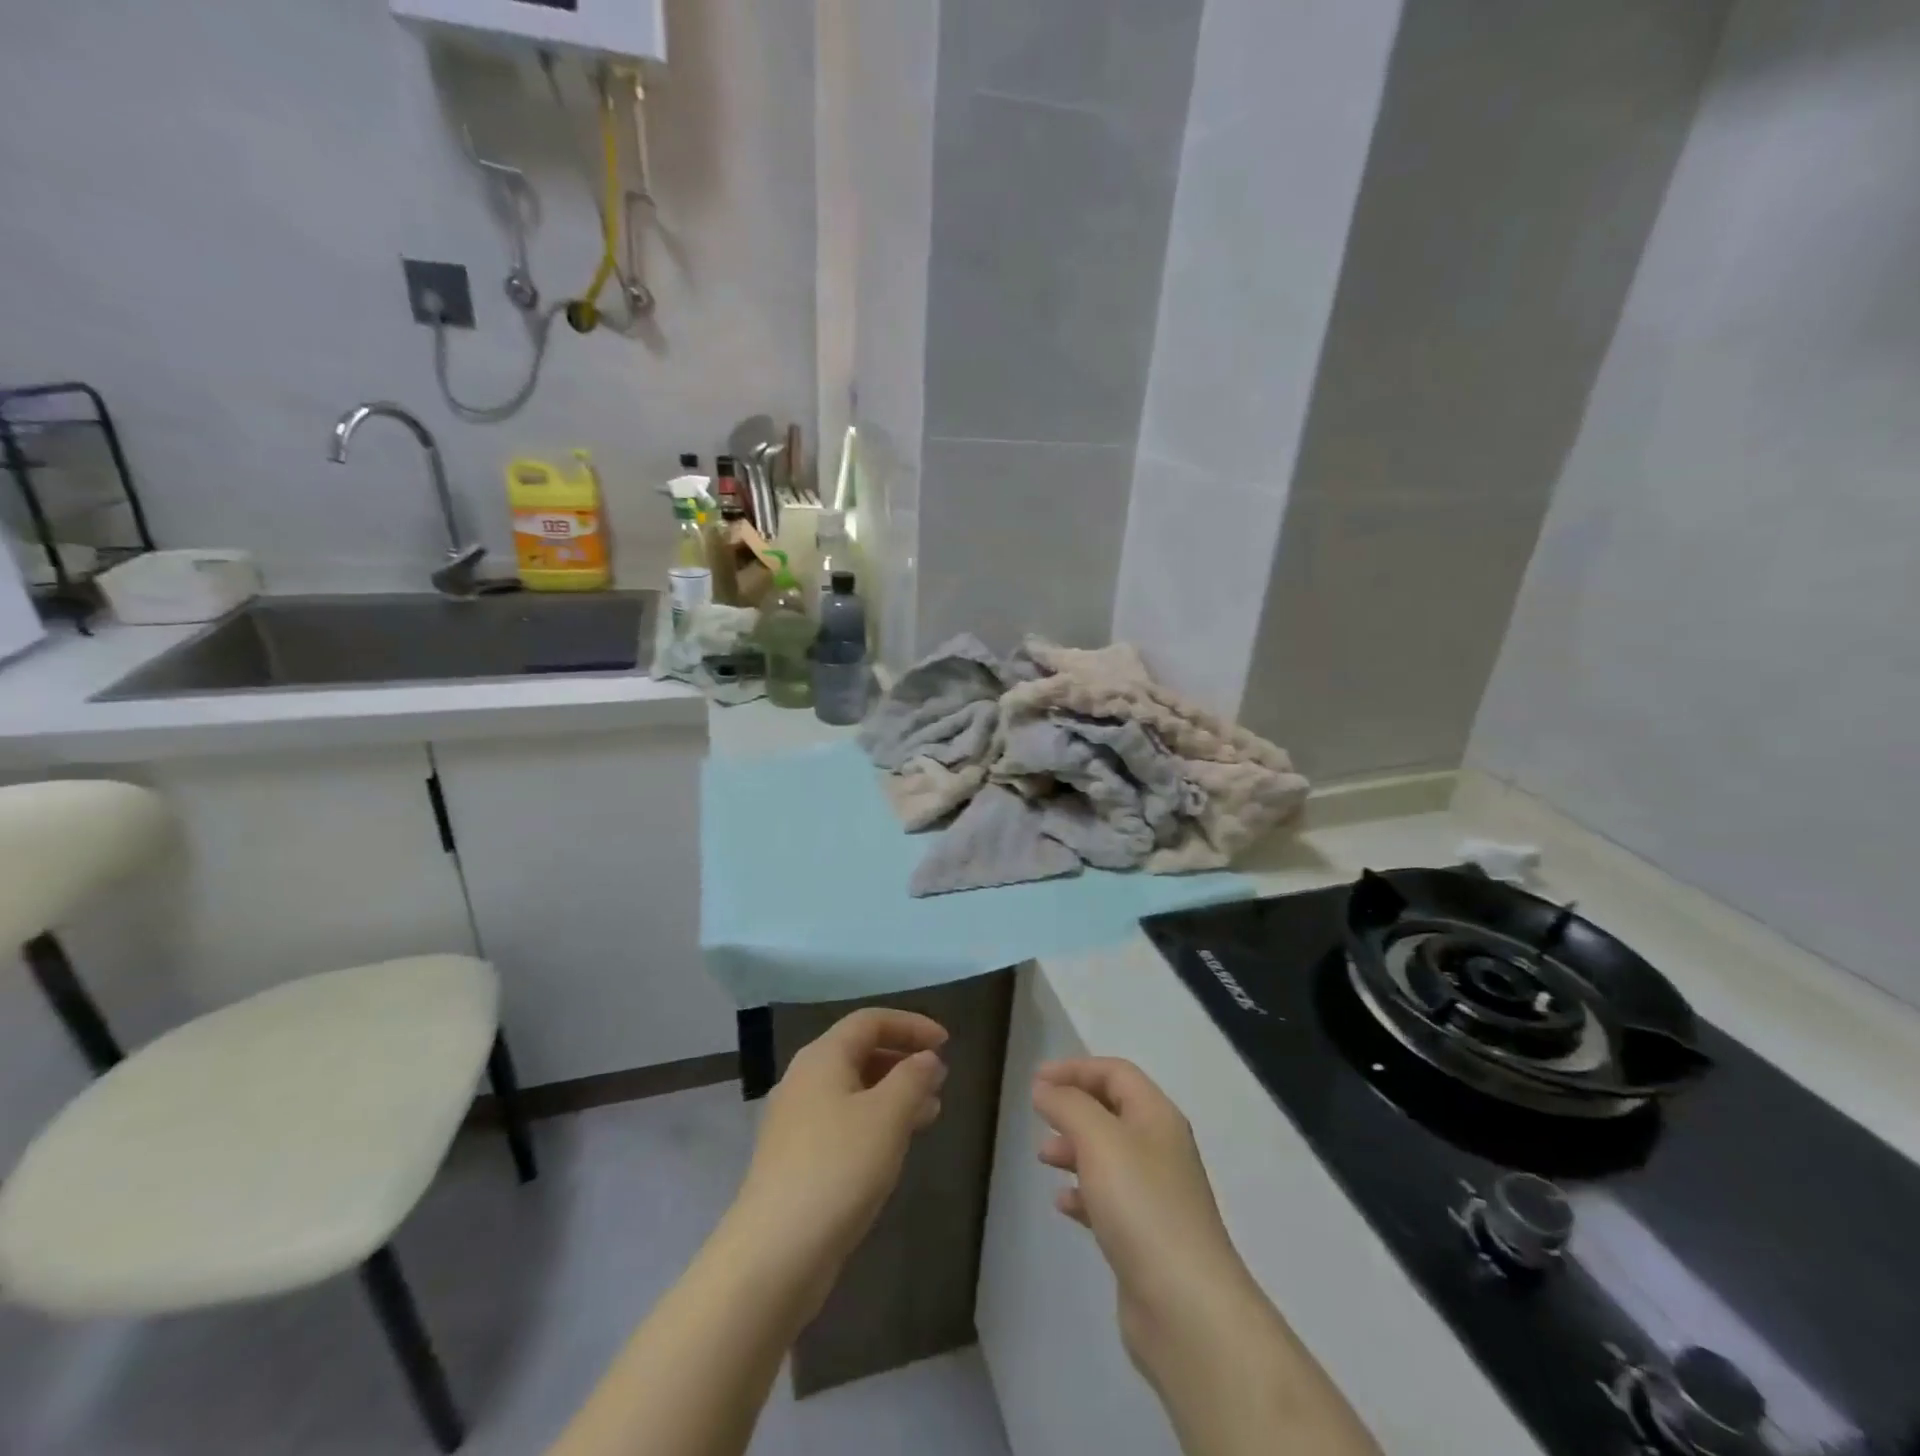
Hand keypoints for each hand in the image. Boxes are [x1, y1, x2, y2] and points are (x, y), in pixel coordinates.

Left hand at [732, 1009, 948, 1283]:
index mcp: (822, 1057)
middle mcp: (804, 1079)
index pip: (870, 1021)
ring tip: (930, 1112)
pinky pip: (843, 1121)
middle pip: (859, 1052)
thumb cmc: (837, 1169)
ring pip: (853, 1090)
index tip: (947, 1043)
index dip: (911, 1025)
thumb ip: (913, 1078)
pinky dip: (875, 1121)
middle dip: (903, 1060)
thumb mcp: (887, 1116)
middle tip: (939, 1080)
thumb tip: (927, 1058)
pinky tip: (895, 1146)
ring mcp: (795, 1121)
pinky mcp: (795, 1159)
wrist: (773, 1254)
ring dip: (893, 1093)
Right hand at [1033, 1058, 1260, 1369]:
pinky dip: (1083, 1192)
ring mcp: (1156, 1195)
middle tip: (1038, 1115)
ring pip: (1108, 1156)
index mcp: (1157, 1116)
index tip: (1036, 1080)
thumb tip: (1045, 1088)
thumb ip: (1068, 1105)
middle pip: (1112, 1111)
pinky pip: (1108, 1199)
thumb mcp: (1099, 1139)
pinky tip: (1062, 1203)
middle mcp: (1160, 1148)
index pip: (1116, 1073)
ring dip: (1074, 1149)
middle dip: (1073, 1108)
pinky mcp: (1145, 1236)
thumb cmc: (1141, 1205)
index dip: (1076, 1069)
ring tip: (1043, 1158)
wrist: (1186, 1307)